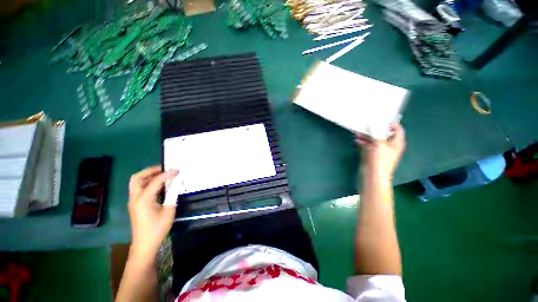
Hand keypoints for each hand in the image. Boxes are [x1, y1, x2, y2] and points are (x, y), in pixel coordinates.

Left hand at [128, 166, 178, 260]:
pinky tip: (159, 186)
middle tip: (164, 169)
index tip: (177, 170)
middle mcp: (135, 198)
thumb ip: (172, 195)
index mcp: (143, 199)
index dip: (167, 174)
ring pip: (136, 182)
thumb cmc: (157, 229)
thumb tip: (176, 183)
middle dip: (150, 171)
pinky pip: (139, 188)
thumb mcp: (168, 211)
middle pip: (137, 178)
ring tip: (162, 175)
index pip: (155, 181)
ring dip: (148, 176)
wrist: (144, 245)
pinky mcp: (135, 204)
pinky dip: (148, 183)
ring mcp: (133, 201)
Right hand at [355, 123, 405, 179]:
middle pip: (383, 133)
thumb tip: (373, 123)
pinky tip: (357, 140)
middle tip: (364, 125)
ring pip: (374, 139)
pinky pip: (368, 145)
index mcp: (396, 142)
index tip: (379, 119)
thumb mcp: (379, 144)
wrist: (373, 176)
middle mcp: (389, 145)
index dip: (389, 123)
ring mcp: (380, 150)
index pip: (397, 129)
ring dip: (366, 136)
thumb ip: (376, 132)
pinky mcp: (372, 154)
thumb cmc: (380, 160)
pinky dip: (363, 142)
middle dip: (373, 129)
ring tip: (357, 132)